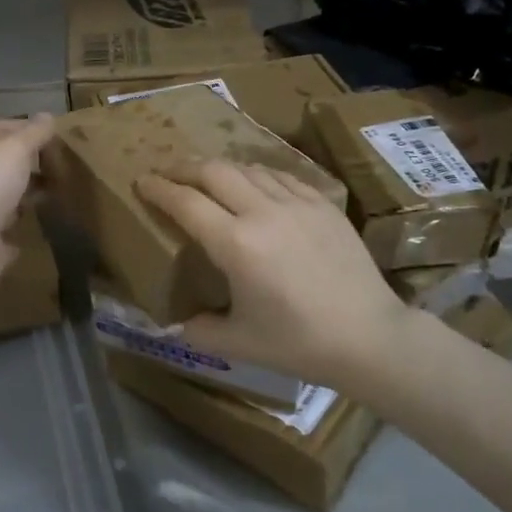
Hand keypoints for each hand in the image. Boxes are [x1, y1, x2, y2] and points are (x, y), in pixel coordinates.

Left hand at [0, 115, 53, 308]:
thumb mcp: (14, 149)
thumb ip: (33, 134)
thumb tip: (47, 115)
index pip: (0, 129)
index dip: (25, 127)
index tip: (56, 133)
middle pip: (6, 164)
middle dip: (32, 162)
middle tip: (66, 163)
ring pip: (9, 197)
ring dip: (29, 194)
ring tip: (63, 191)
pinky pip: (10, 232)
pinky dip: (23, 229)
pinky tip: (45, 227)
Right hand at [136, 160, 410, 392]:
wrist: (369, 337)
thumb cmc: (298, 343)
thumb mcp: (238, 343)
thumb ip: (198, 329)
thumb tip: (174, 323)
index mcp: (236, 245)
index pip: (185, 202)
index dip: (158, 188)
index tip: (141, 181)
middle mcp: (263, 213)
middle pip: (214, 171)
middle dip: (185, 167)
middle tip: (168, 173)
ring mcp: (297, 204)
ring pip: (248, 168)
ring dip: (221, 169)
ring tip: (209, 178)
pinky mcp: (323, 204)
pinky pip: (281, 176)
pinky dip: (258, 175)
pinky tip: (255, 185)